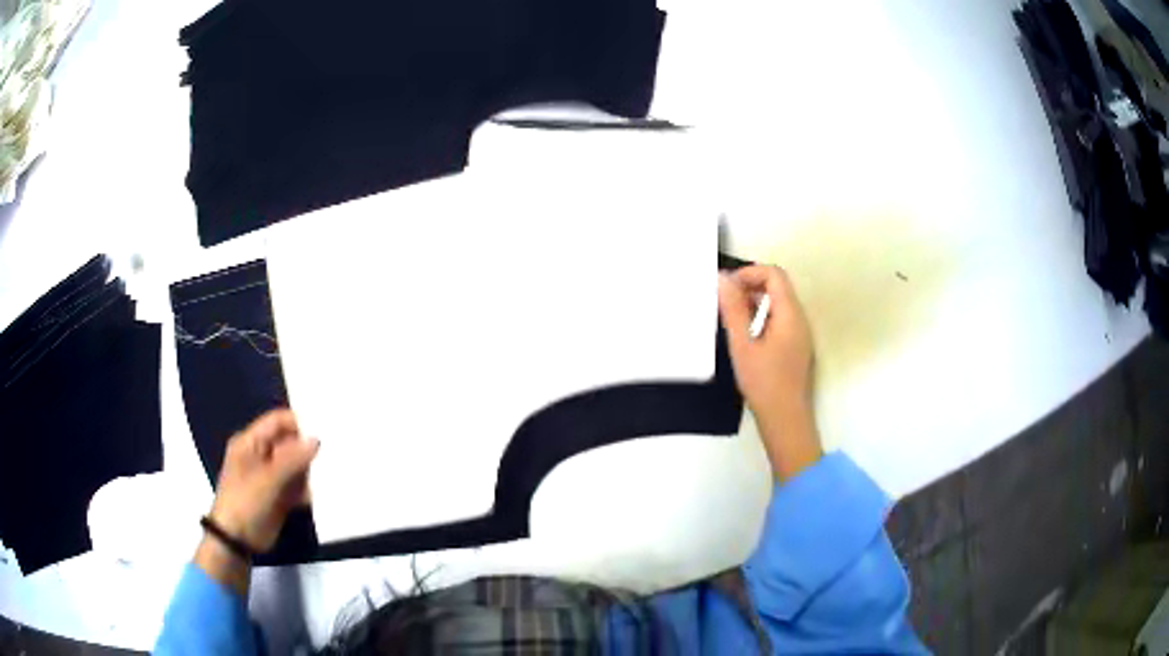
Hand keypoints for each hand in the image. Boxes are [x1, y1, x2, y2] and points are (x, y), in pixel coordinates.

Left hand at [209, 409, 318, 552]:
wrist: (236, 540)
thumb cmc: (245, 502)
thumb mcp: (267, 479)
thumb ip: (292, 459)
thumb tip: (317, 440)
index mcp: (251, 442)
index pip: (278, 421)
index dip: (299, 424)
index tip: (324, 431)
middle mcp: (261, 454)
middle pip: (289, 443)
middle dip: (307, 450)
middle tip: (331, 455)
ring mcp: (270, 476)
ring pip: (296, 465)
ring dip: (309, 472)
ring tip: (327, 477)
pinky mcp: (279, 496)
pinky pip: (297, 486)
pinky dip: (307, 490)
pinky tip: (317, 495)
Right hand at [718, 265, 821, 480]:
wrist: (786, 421)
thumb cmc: (764, 383)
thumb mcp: (742, 345)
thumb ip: (733, 309)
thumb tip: (723, 278)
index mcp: (790, 314)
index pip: (774, 274)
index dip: (749, 273)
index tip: (726, 289)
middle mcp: (799, 319)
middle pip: (777, 287)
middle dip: (749, 288)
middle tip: (723, 305)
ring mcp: (799, 334)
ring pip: (776, 305)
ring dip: (753, 305)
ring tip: (729, 322)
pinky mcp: (795, 348)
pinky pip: (778, 322)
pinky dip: (759, 320)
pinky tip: (743, 340)